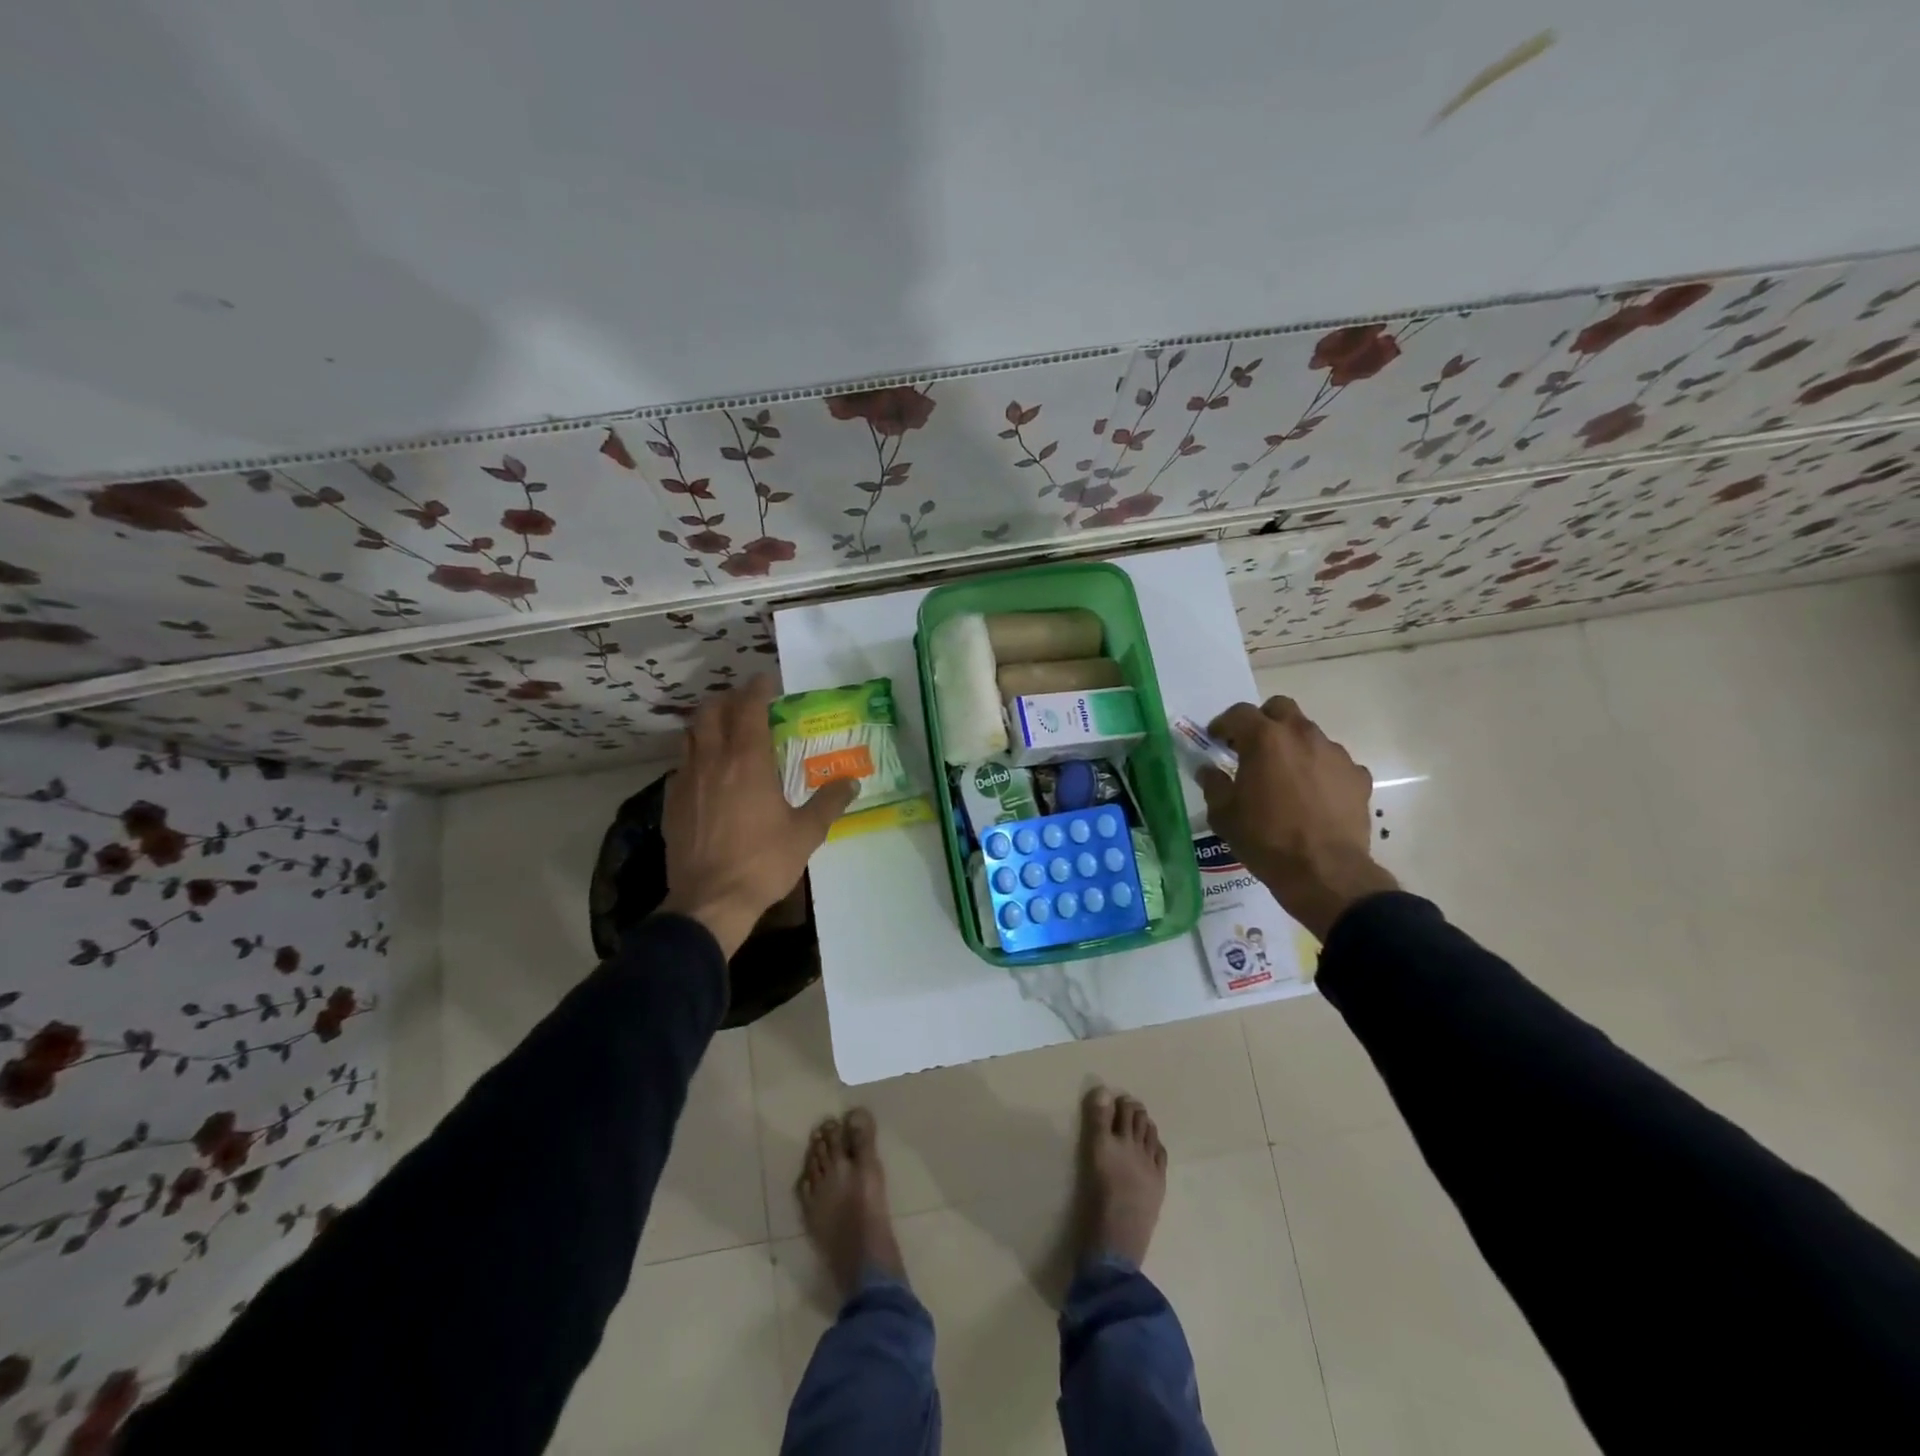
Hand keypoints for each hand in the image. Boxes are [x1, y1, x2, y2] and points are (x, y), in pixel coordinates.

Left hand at [657, 676, 858, 958]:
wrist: (710, 900)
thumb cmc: (763, 862)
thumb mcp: (807, 832)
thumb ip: (830, 802)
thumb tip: (853, 782)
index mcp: (747, 761)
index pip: (749, 709)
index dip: (757, 689)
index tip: (767, 680)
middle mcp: (712, 761)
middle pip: (710, 712)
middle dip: (726, 700)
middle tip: (744, 703)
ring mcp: (686, 781)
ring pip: (689, 736)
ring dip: (706, 724)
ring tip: (723, 731)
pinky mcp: (671, 804)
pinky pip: (679, 767)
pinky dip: (694, 757)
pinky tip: (706, 774)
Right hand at [1197, 696, 1398, 940]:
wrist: (1324, 872)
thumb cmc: (1265, 839)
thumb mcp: (1224, 815)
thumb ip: (1214, 785)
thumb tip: (1209, 771)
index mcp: (1265, 739)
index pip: (1239, 713)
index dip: (1224, 724)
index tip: (1216, 740)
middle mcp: (1302, 736)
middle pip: (1281, 709)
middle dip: (1264, 721)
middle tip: (1252, 748)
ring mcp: (1335, 754)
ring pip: (1309, 734)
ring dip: (1293, 746)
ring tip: (1285, 777)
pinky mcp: (1358, 776)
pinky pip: (1333, 763)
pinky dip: (1320, 771)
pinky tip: (1313, 796)